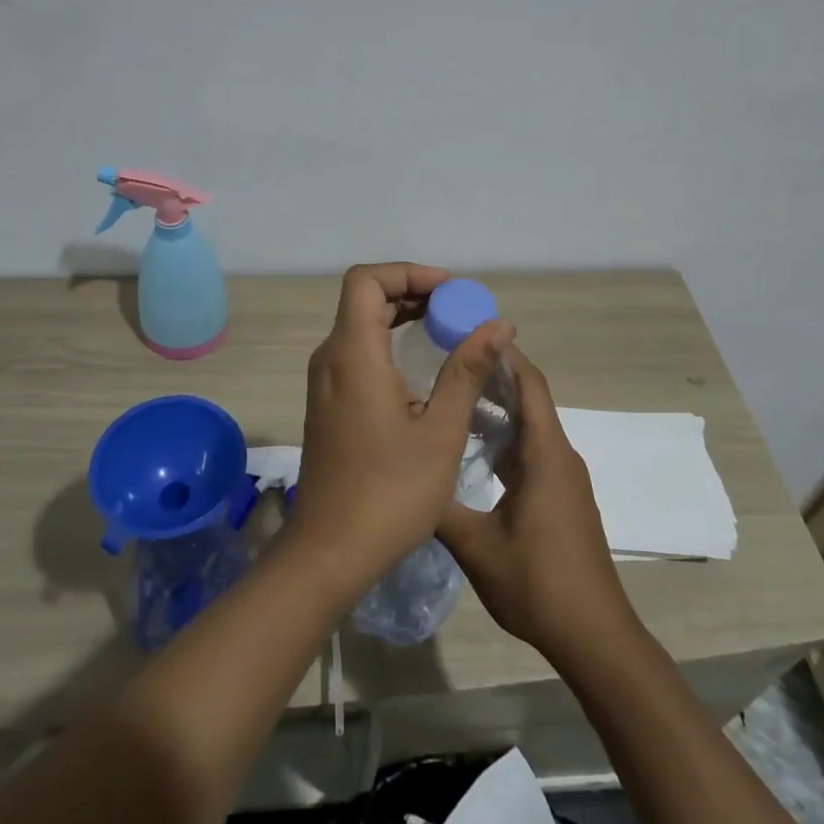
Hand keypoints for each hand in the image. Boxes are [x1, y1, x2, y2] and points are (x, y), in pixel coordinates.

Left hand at [286, 264, 514, 592]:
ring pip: (358, 325)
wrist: (329, 551)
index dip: (407, 272)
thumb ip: (467, 371)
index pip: (366, 280)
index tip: (448, 289)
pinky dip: (387, 343)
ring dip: (398, 317)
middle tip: (455, 309)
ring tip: (445, 330)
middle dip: (409, 292)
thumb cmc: (390, 491)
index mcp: (352, 354)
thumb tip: (499, 324)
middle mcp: (330, 359)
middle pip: (363, 299)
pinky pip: (355, 352)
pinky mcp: (327, 404)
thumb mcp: (440, 430)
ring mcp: (324, 383)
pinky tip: (420, 368)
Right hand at [437, 348, 639, 666]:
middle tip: (445, 355)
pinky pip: (529, 448)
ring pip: (528, 424)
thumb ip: (439, 507)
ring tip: (451, 390)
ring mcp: (561, 476)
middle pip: (528, 397)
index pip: (529, 383)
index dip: (503, 352)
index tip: (467, 329)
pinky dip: (502, 434)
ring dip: (495, 403)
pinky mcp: (559, 495)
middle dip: (491, 371)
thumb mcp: (477, 548)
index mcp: (545, 454)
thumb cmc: (539, 585)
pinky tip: (470, 442)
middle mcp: (558, 455)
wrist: (595, 637)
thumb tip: (405, 475)